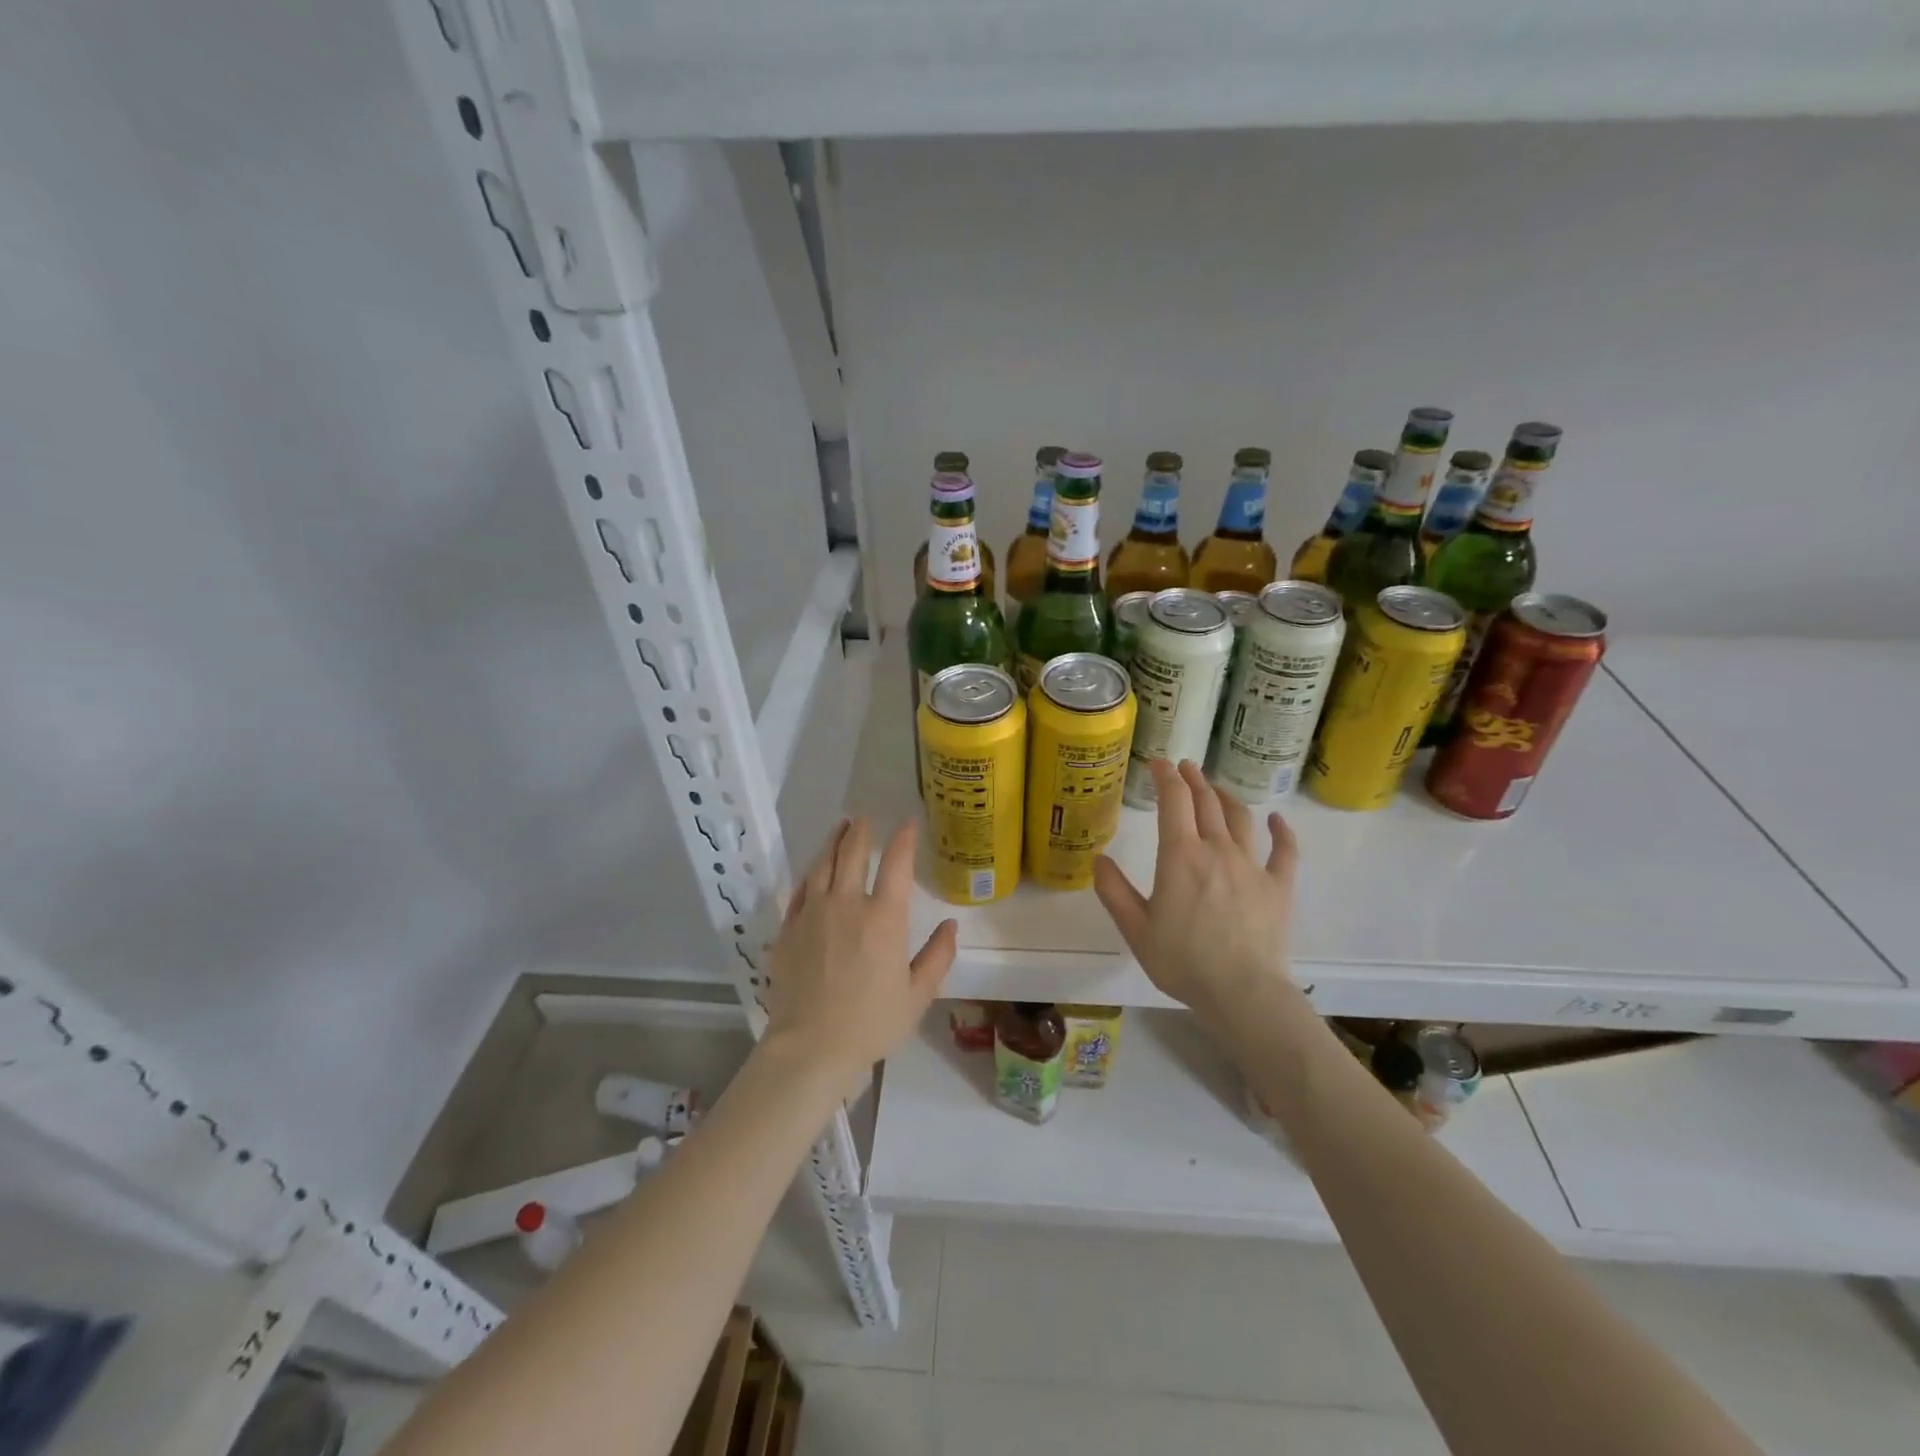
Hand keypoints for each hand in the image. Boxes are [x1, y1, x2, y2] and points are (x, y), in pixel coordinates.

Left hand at [763, 817, 956, 1081]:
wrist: (811, 1047)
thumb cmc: (871, 1023)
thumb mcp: (917, 996)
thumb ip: (937, 957)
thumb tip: (950, 924)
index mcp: (884, 917)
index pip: (896, 864)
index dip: (903, 839)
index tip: (908, 823)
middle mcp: (847, 904)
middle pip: (853, 853)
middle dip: (862, 831)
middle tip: (866, 818)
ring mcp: (813, 912)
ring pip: (823, 863)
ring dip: (834, 840)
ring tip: (841, 827)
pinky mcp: (789, 927)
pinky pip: (801, 889)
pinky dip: (812, 872)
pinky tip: (816, 869)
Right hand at [1093, 759, 1297, 1027]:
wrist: (1242, 993)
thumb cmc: (1183, 962)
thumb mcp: (1136, 929)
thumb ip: (1114, 891)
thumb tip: (1099, 859)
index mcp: (1180, 856)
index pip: (1173, 801)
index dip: (1165, 777)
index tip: (1158, 763)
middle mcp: (1217, 850)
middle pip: (1206, 802)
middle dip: (1193, 779)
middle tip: (1184, 767)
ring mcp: (1252, 865)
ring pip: (1241, 818)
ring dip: (1226, 797)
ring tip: (1216, 789)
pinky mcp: (1279, 886)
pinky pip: (1284, 851)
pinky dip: (1281, 831)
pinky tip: (1277, 820)